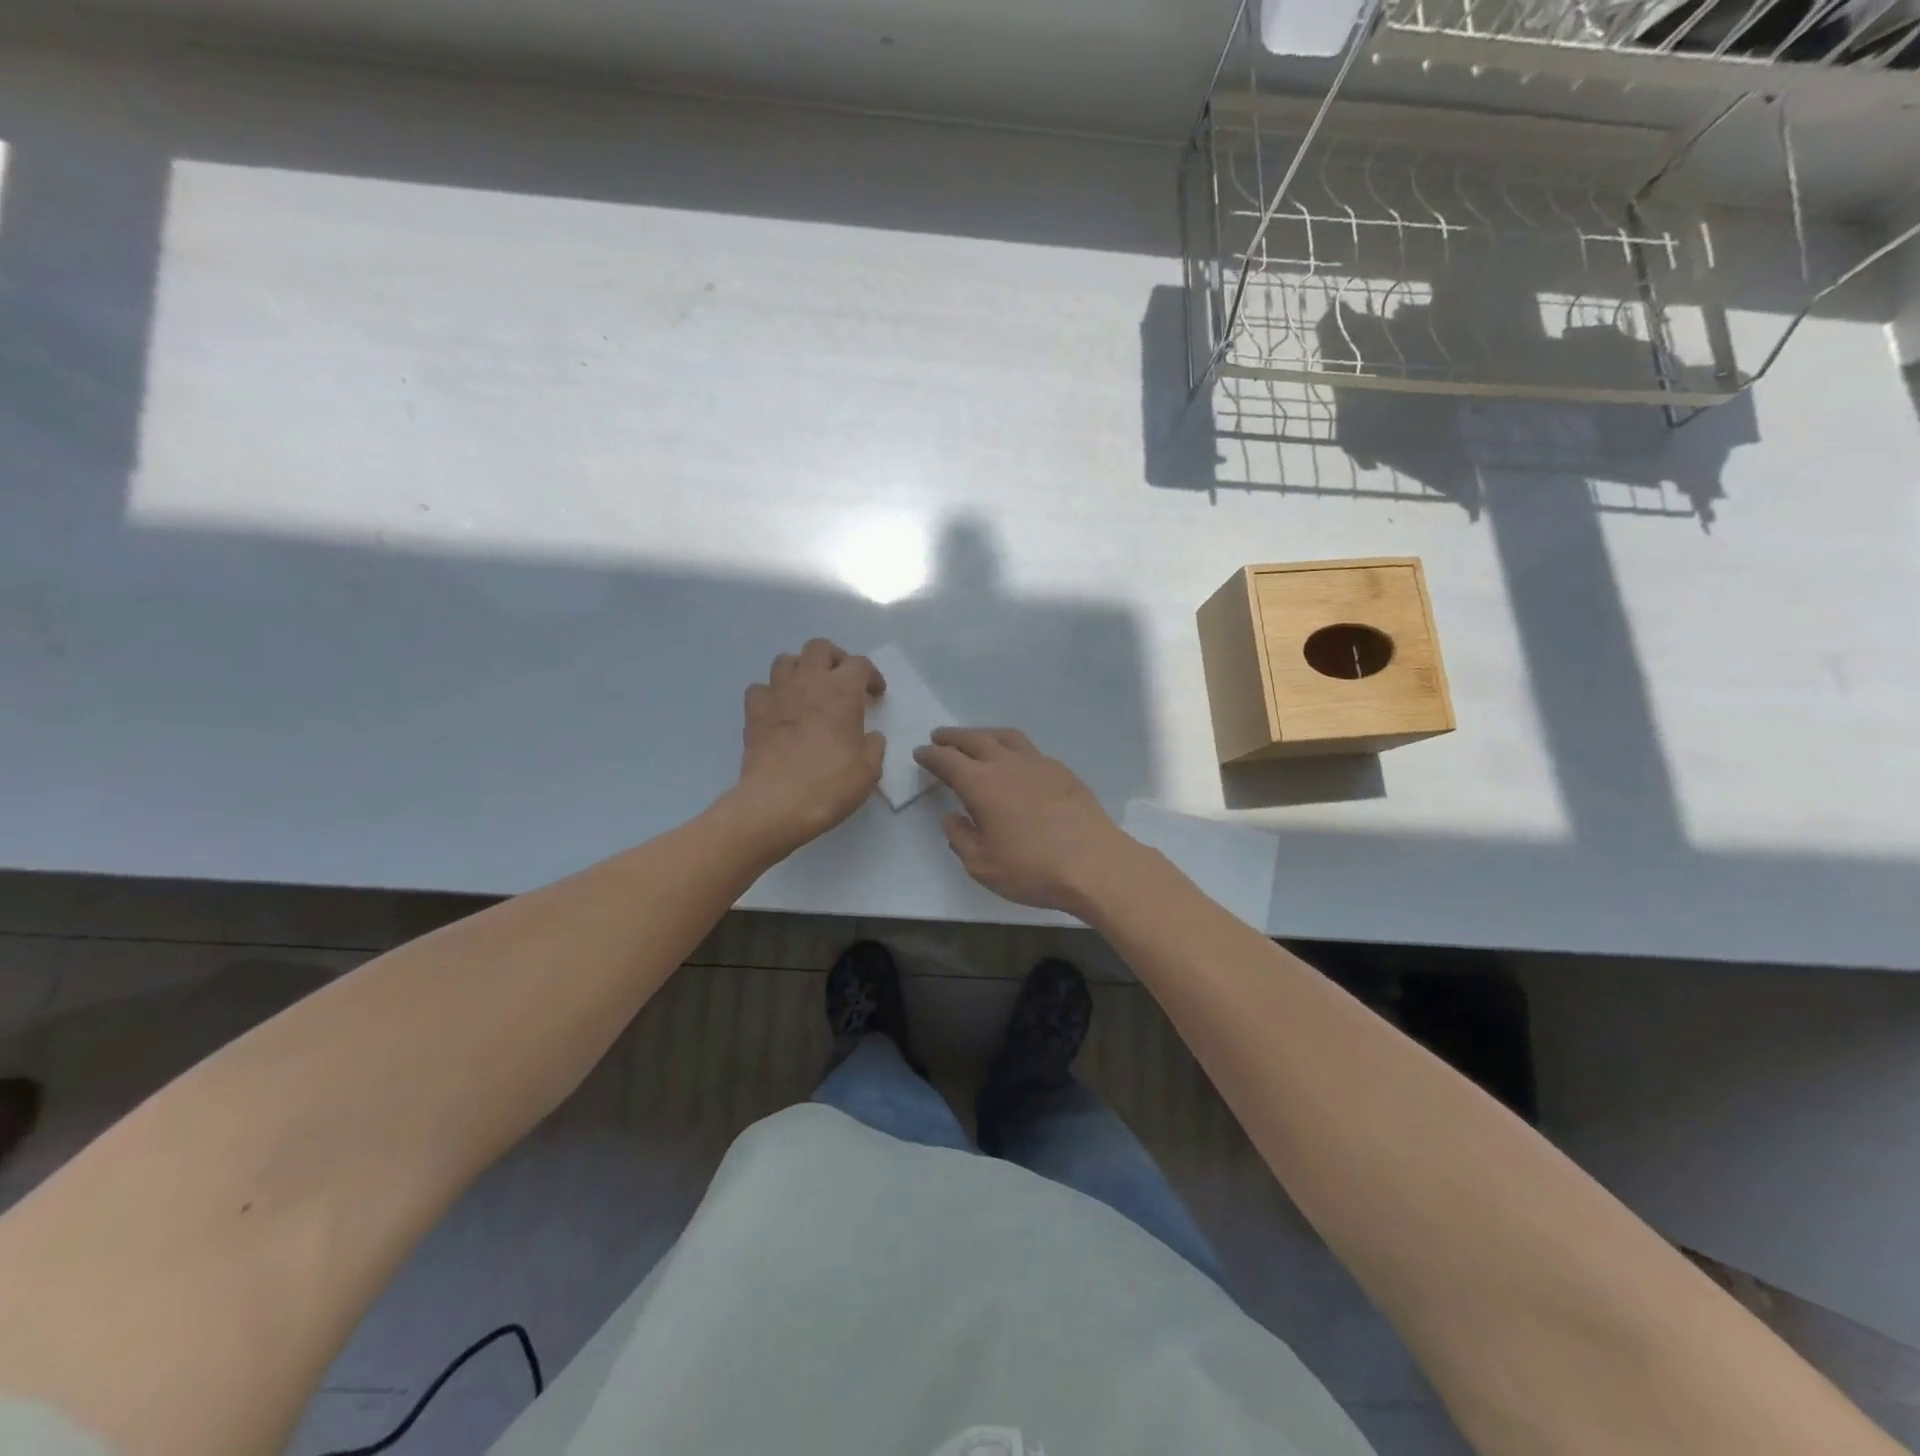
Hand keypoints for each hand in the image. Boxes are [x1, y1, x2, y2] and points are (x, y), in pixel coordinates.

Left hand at [732, 639, 884, 855]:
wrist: (777, 804)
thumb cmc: (830, 785)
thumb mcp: (868, 770)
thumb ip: (873, 746)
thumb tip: (870, 737)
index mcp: (843, 691)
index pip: (860, 664)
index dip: (871, 676)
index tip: (875, 695)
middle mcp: (809, 682)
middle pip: (820, 648)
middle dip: (834, 659)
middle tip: (841, 682)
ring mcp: (777, 694)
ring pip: (786, 660)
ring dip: (800, 669)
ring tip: (808, 690)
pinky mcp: (753, 712)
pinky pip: (760, 688)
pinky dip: (771, 694)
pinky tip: (779, 710)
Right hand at [913, 728, 1133, 914]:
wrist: (1094, 864)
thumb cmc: (1032, 868)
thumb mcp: (982, 865)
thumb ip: (961, 838)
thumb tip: (952, 818)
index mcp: (981, 784)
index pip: (947, 760)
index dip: (930, 755)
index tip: (920, 753)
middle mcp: (1007, 764)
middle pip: (974, 739)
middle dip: (953, 737)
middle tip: (940, 737)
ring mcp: (1038, 764)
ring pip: (1005, 736)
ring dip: (984, 734)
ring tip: (976, 739)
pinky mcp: (1062, 772)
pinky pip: (1030, 750)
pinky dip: (1013, 748)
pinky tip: (1015, 762)